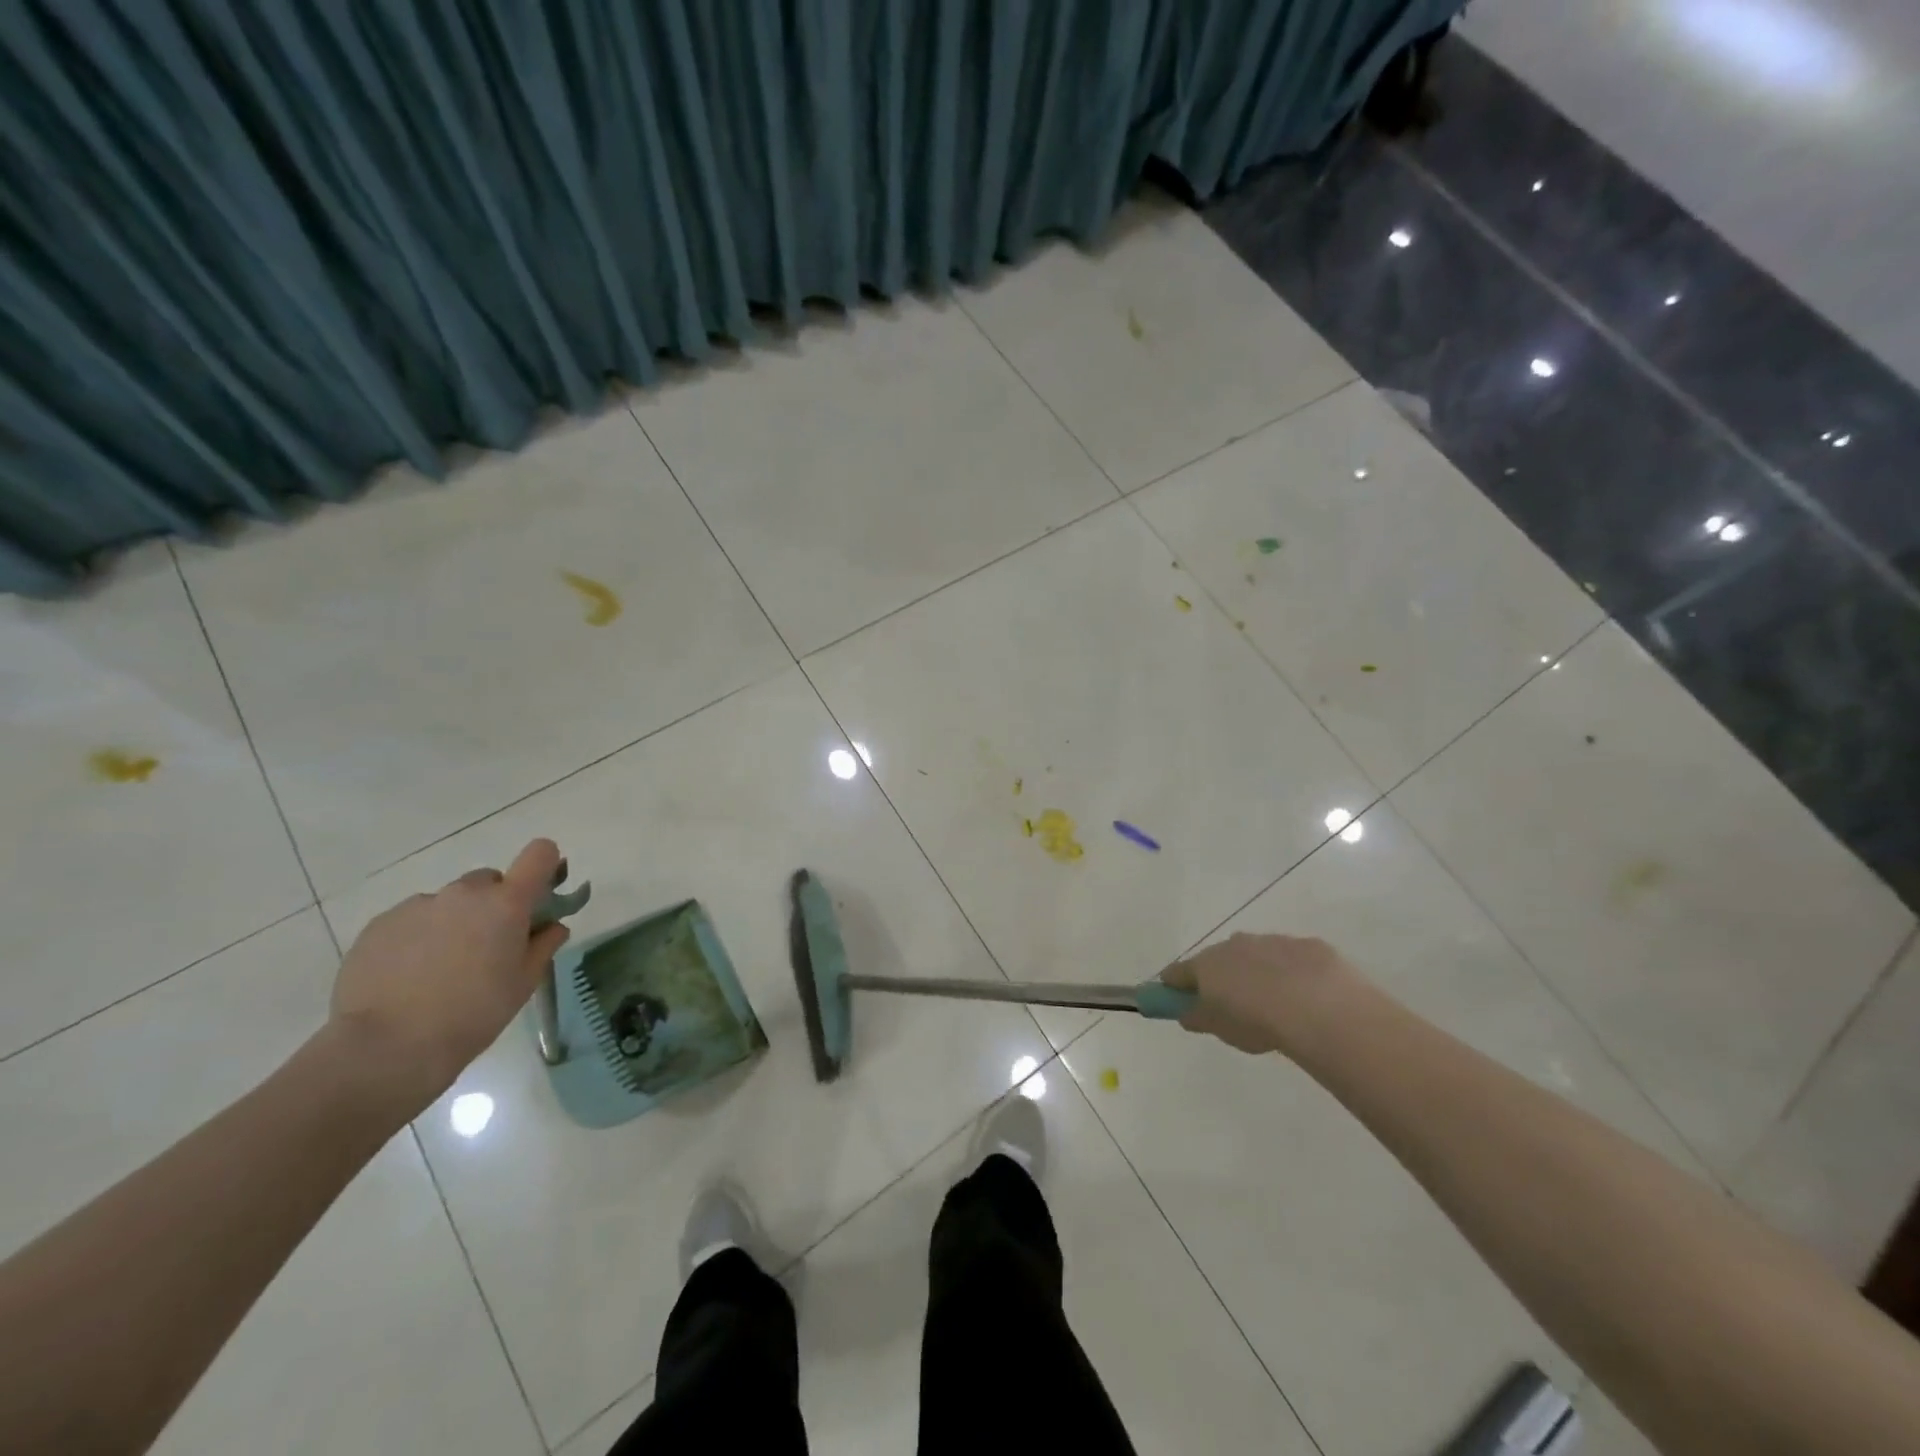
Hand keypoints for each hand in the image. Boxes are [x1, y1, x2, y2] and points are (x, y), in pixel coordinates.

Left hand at [328, 839, 570, 1115]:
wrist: (385, 1047)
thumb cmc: (473, 1014)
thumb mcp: (523, 984)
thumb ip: (543, 945)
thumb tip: (552, 926)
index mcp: (506, 903)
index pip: (539, 854)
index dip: (545, 866)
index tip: (540, 894)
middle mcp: (464, 893)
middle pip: (489, 881)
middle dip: (494, 904)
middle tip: (487, 946)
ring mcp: (418, 905)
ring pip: (448, 902)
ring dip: (454, 921)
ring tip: (440, 968)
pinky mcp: (380, 924)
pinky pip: (412, 919)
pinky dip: (417, 937)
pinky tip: (408, 976)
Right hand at [1161, 932, 1362, 1054]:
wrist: (1319, 1006)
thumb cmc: (1256, 1020)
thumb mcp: (1219, 1029)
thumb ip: (1197, 1018)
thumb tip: (1185, 1012)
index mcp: (1206, 964)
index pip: (1177, 973)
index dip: (1173, 986)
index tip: (1175, 999)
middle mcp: (1234, 945)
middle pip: (1218, 960)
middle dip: (1221, 978)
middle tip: (1234, 1008)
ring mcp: (1271, 941)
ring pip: (1255, 956)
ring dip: (1257, 974)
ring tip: (1275, 1006)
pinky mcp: (1306, 946)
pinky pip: (1290, 960)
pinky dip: (1291, 974)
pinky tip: (1306, 998)